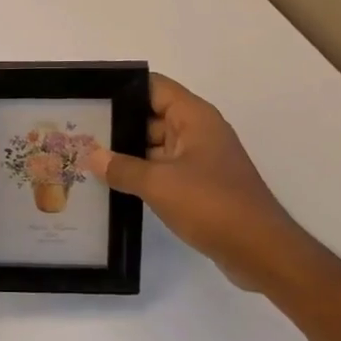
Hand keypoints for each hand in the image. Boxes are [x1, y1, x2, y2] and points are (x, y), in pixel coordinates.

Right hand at [84, 74, 312, 293]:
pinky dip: (142, 174)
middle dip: (119, 124)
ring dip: (127, 153)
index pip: (154, 87)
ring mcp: (201, 160)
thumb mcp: (159, 184)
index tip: (91, 97)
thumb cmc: (212, 205)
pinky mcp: (201, 186)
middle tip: (78, 131)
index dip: (123, 88)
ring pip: (156, 146)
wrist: (262, 252)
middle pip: (152, 116)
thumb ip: (122, 168)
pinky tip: (113, 184)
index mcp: (194, 118)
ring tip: (86, 158)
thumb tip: (91, 156)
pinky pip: (164, 170)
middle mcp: (199, 132)